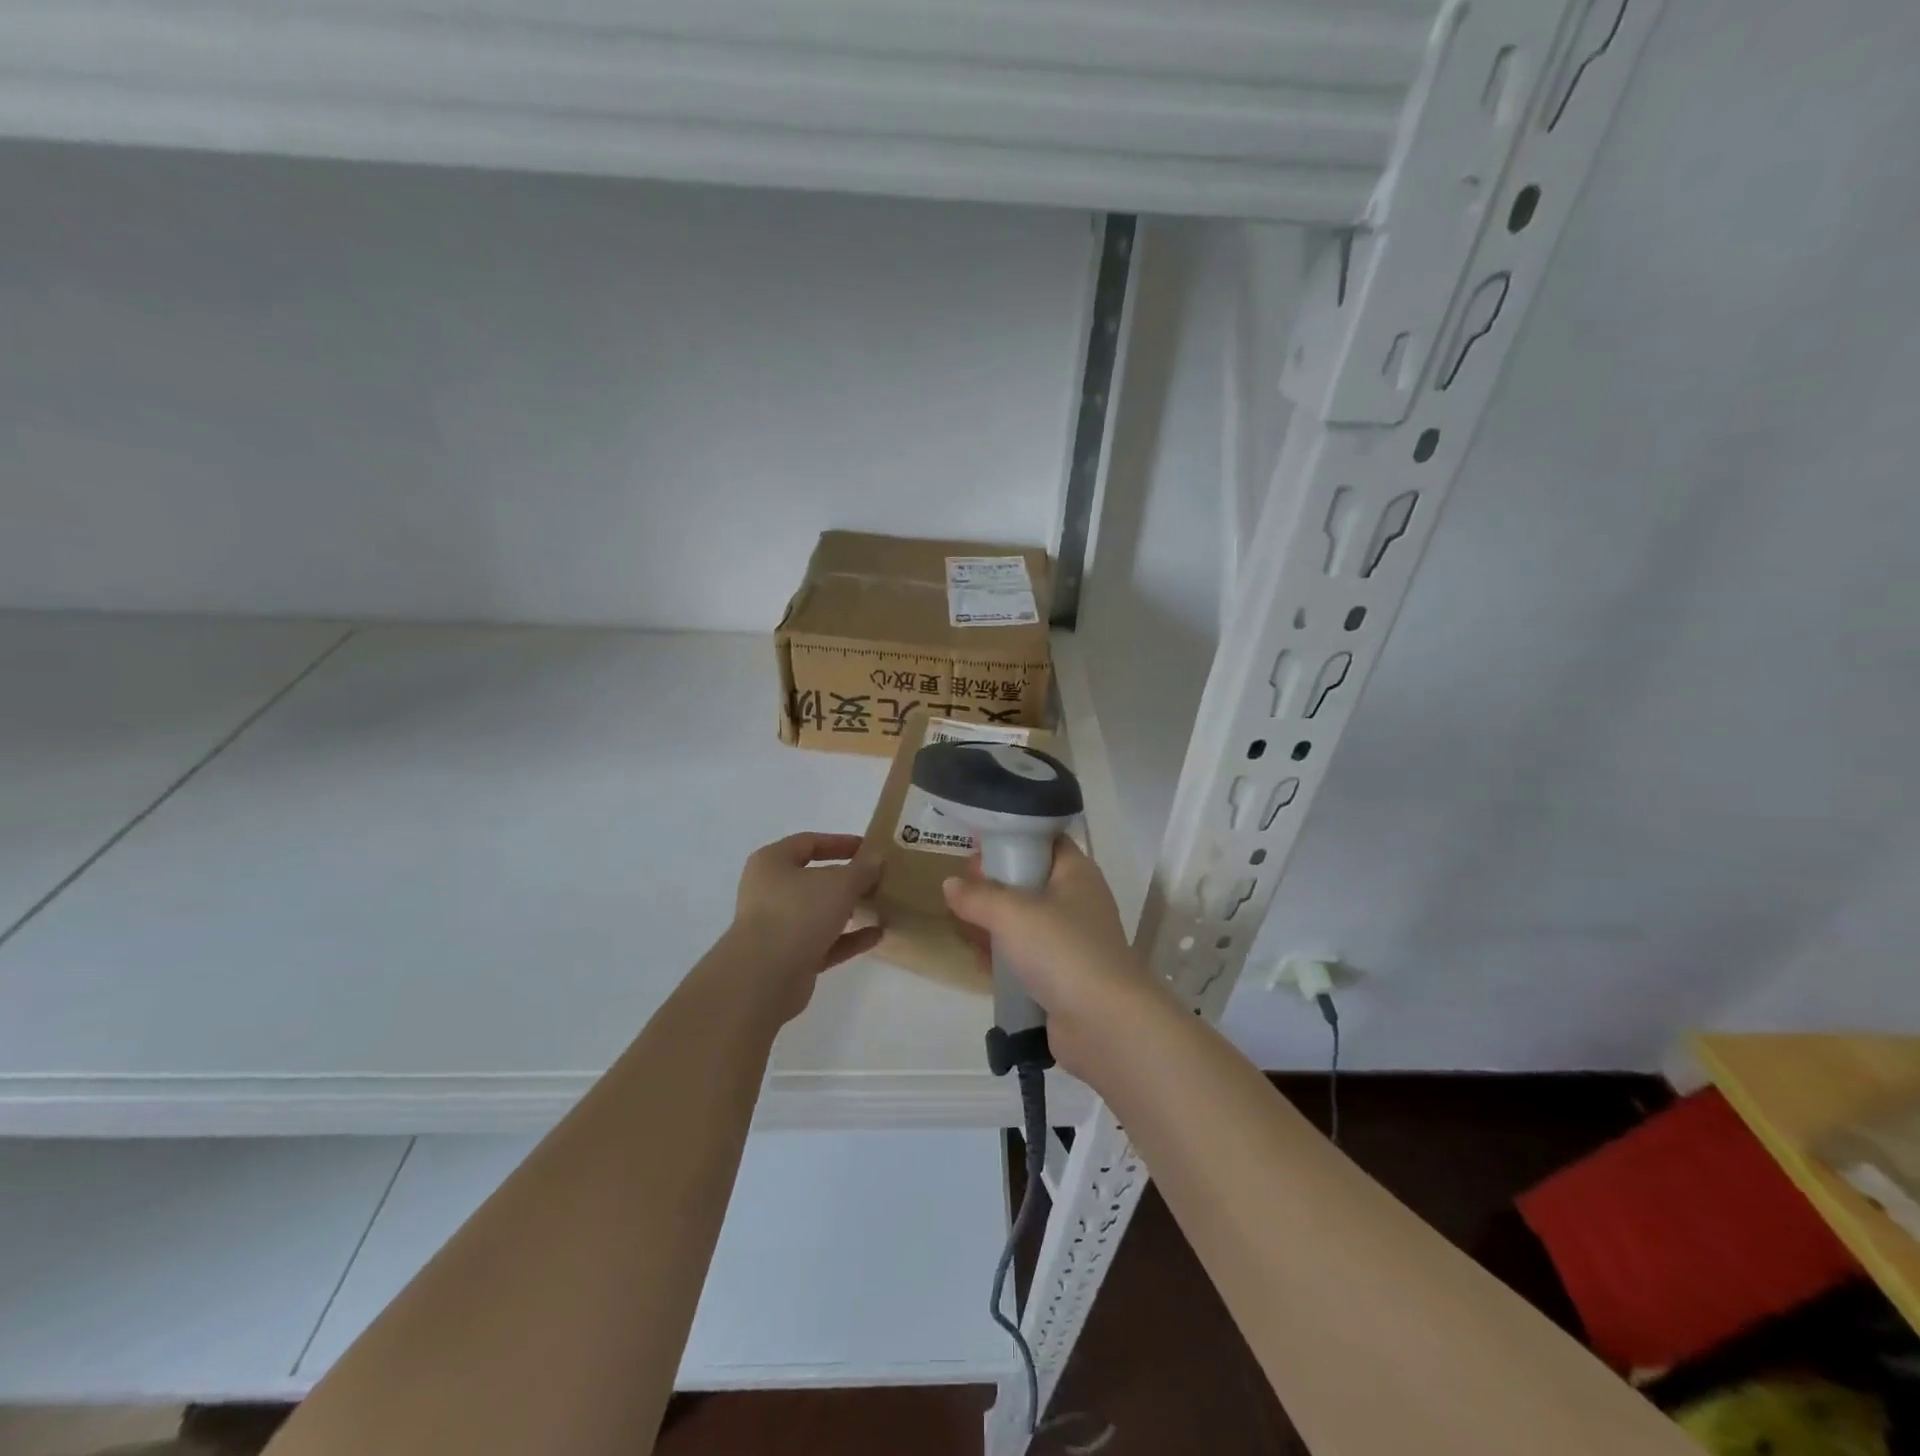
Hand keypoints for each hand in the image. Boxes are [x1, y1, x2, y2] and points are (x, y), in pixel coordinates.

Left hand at [726, 832, 882, 1021]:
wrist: (765, 977)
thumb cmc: (798, 913)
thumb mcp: (839, 883)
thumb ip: (862, 869)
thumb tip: (876, 858)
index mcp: (772, 863)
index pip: (808, 842)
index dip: (840, 843)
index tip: (869, 848)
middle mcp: (770, 892)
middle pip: (814, 879)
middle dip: (847, 880)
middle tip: (878, 879)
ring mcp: (778, 927)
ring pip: (819, 913)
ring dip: (848, 910)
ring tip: (880, 906)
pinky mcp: (789, 958)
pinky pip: (824, 942)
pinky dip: (848, 938)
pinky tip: (877, 935)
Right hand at [941, 840, 1156, 1075]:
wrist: (1104, 1023)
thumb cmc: (1062, 950)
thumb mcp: (1012, 914)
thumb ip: (978, 896)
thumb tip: (951, 885)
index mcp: (1076, 872)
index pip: (1044, 840)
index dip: (1011, 837)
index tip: (976, 845)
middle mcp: (1077, 901)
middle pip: (1030, 880)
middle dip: (994, 884)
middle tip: (961, 889)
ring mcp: (1072, 940)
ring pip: (1025, 920)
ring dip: (995, 923)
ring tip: (961, 924)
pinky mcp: (1063, 975)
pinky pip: (1027, 955)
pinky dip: (1004, 955)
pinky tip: (978, 959)